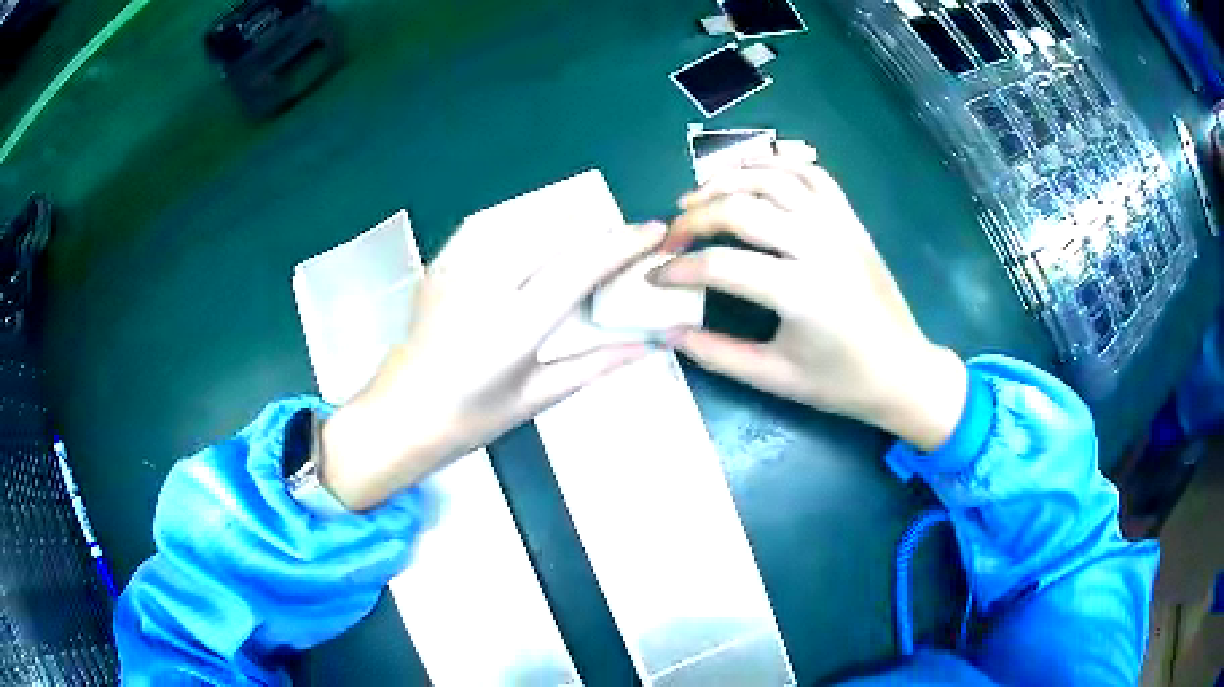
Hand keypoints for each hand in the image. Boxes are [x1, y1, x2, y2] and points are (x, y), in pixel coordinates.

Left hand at [320, 220, 668, 509]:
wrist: (399, 413)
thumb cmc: (469, 420)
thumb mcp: (536, 398)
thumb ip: (596, 365)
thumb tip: (648, 344)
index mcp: (514, 328)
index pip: (580, 266)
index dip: (623, 244)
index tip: (654, 230)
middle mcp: (486, 286)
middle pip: (555, 231)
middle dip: (598, 226)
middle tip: (622, 240)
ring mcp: (457, 269)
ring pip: (524, 219)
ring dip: (563, 220)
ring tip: (585, 236)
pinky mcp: (441, 263)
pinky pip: (489, 224)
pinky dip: (521, 222)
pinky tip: (534, 236)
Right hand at [652, 159, 966, 450]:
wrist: (902, 370)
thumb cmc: (841, 382)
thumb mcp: (776, 378)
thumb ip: (717, 354)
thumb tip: (668, 333)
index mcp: (801, 293)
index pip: (721, 265)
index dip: (677, 270)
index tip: (654, 277)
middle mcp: (819, 246)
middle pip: (741, 208)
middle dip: (695, 217)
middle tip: (672, 235)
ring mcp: (838, 226)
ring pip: (773, 179)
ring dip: (727, 180)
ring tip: (697, 196)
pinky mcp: (850, 219)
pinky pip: (811, 174)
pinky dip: (775, 165)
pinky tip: (750, 175)